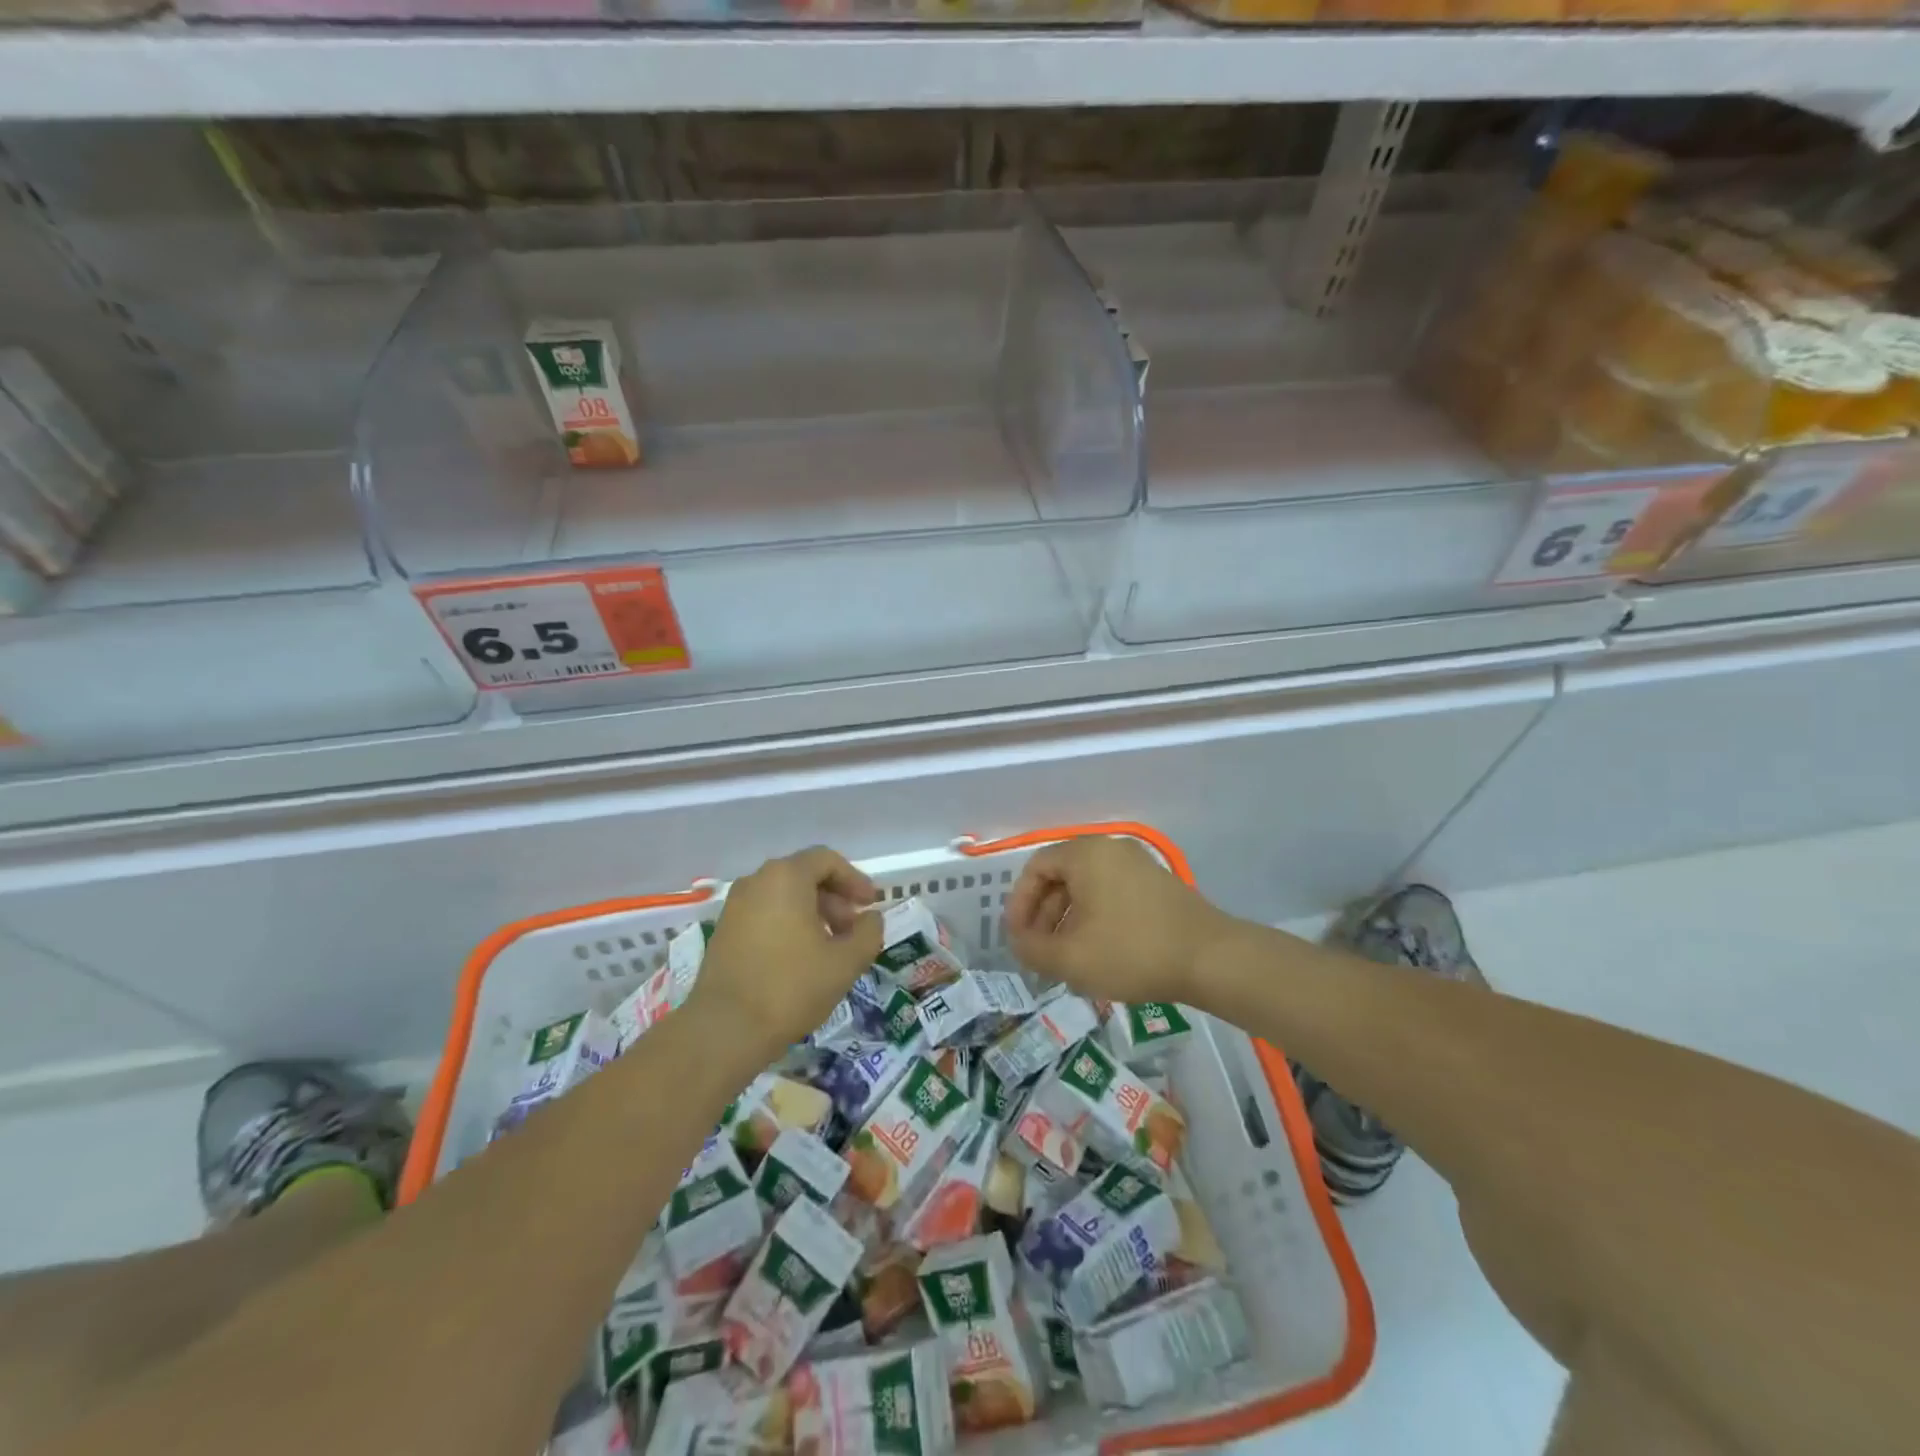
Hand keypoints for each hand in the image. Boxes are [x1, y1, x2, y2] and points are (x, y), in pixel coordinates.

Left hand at [689, 847, 883, 1057]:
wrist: (725, 1030)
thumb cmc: (791, 987)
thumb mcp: (846, 962)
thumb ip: (869, 933)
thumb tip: (871, 919)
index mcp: (786, 877)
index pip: (827, 860)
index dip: (854, 880)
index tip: (870, 905)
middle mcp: (756, 881)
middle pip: (804, 876)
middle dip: (835, 899)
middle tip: (853, 930)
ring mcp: (735, 906)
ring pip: (784, 896)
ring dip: (813, 914)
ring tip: (830, 948)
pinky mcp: (724, 931)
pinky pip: (765, 914)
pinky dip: (789, 925)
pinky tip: (801, 959)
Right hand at [1005, 837, 1234, 1005]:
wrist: (1211, 958)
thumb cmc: (1132, 951)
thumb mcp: (1070, 959)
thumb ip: (1031, 949)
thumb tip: (1018, 942)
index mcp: (1085, 854)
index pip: (1036, 868)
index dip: (1019, 904)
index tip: (1018, 938)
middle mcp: (1110, 849)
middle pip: (1061, 876)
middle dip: (1044, 915)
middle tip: (1040, 951)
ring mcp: (1138, 864)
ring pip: (1087, 887)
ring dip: (1068, 919)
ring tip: (1066, 957)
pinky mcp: (1157, 884)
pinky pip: (1111, 893)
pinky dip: (1095, 917)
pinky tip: (1098, 951)